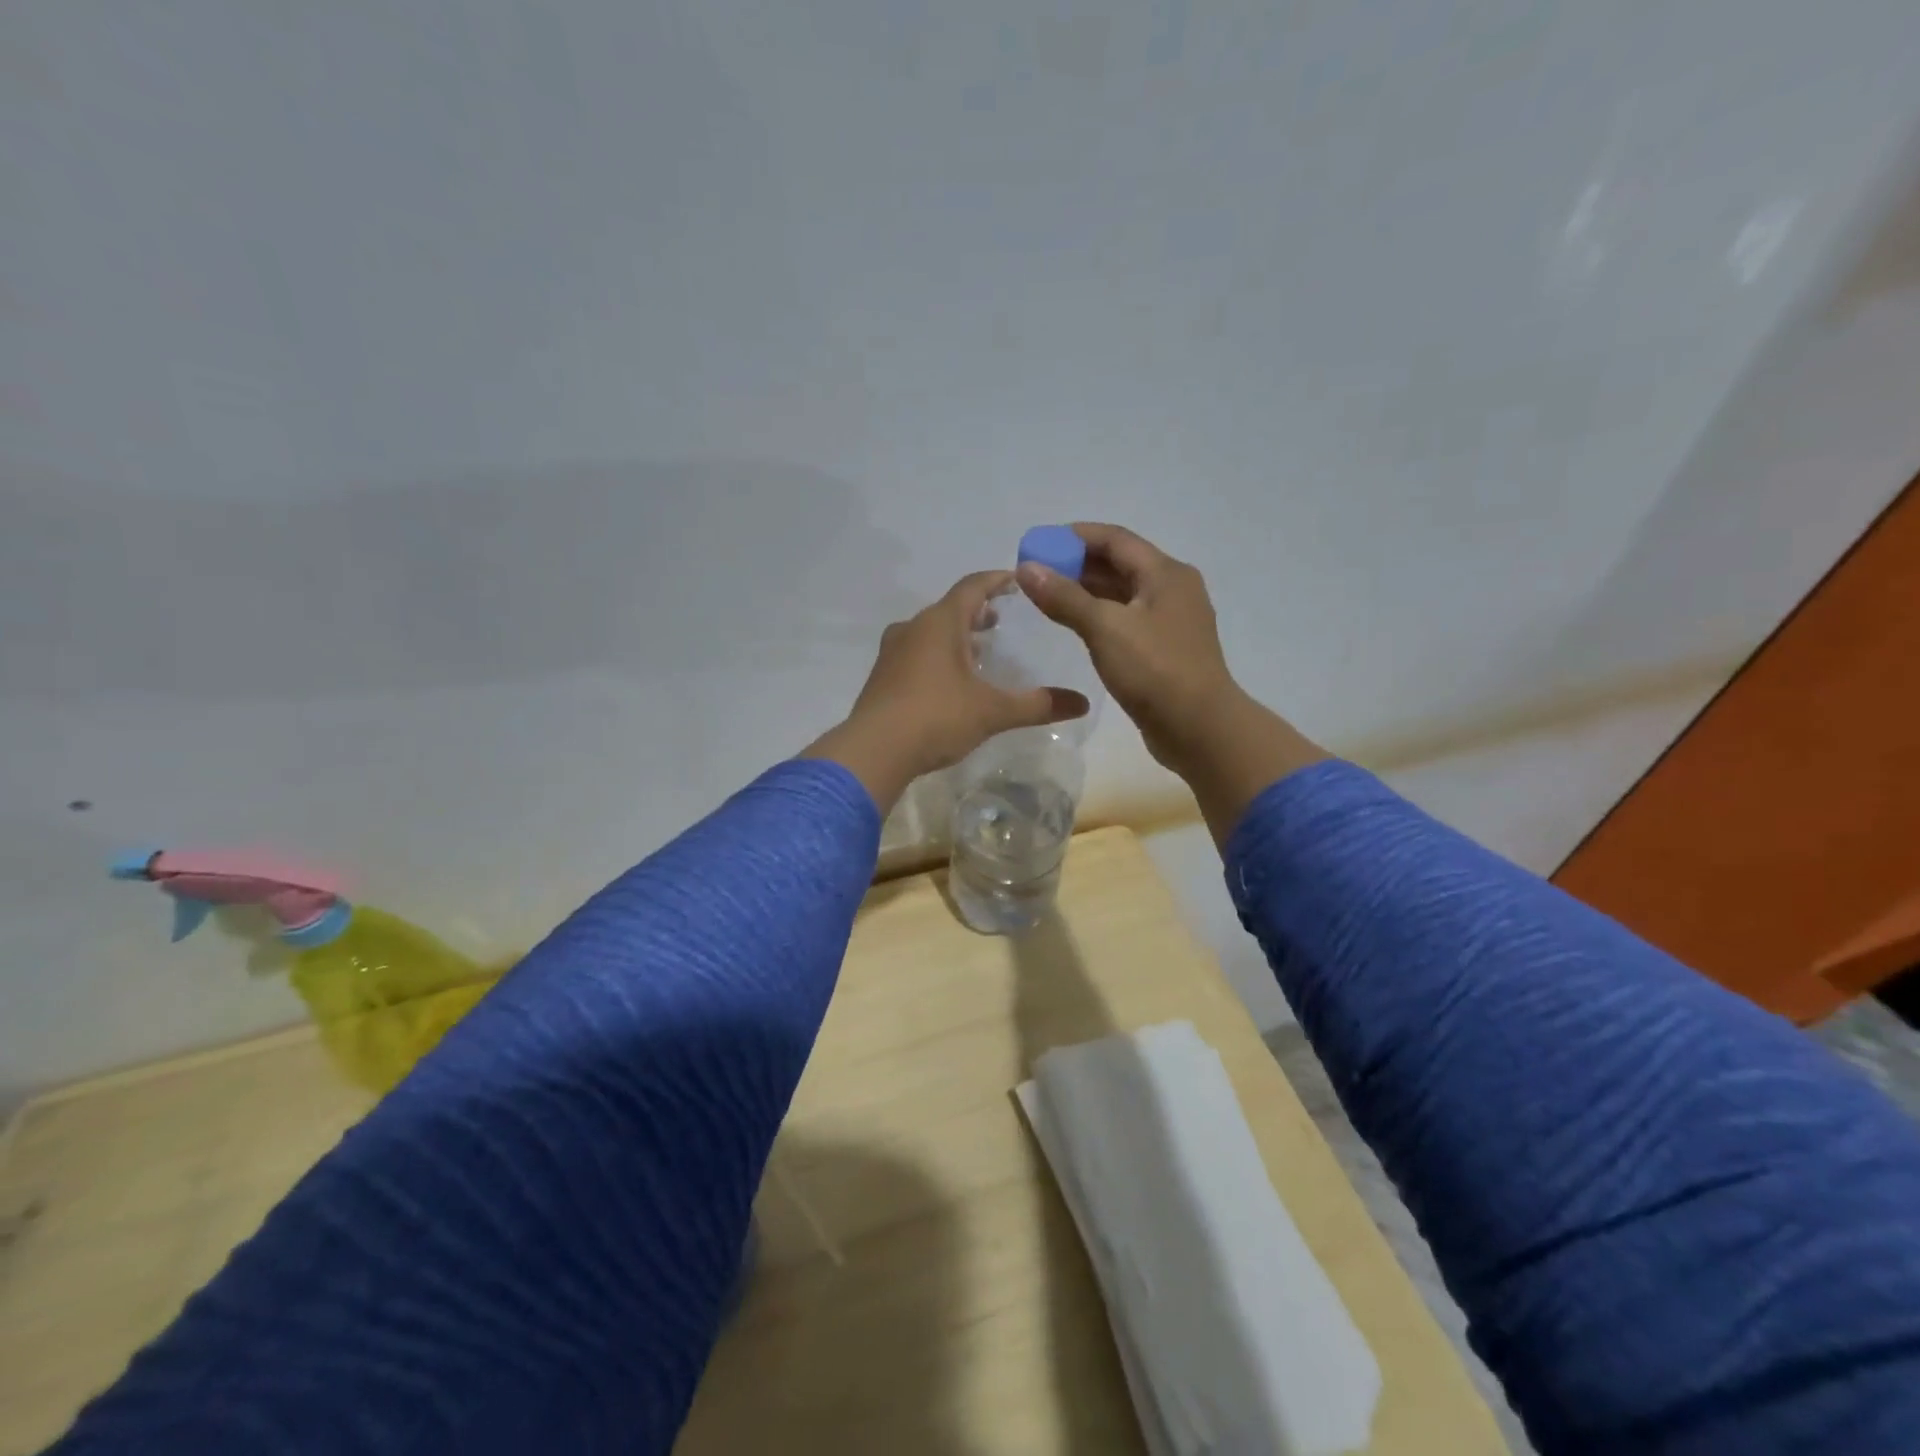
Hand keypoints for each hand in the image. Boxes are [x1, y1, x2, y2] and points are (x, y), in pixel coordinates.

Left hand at [803, 571, 1089, 812]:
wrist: (873, 751)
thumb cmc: (936, 718)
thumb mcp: (993, 711)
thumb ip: (1037, 705)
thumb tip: (1082, 703)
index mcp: (940, 623)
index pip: (973, 587)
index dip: (997, 580)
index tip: (1017, 580)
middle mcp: (913, 628)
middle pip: (949, 608)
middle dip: (977, 611)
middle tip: (1000, 620)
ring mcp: (892, 652)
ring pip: (930, 632)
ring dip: (955, 635)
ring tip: (979, 650)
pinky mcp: (882, 677)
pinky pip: (915, 653)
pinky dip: (937, 655)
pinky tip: (949, 681)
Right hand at [1015, 523, 1327, 842]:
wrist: (1199, 729)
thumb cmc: (1155, 671)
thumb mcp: (1105, 628)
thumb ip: (1064, 597)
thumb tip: (1027, 568)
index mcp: (1165, 573)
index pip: (1115, 539)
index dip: (1074, 536)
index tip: (1038, 543)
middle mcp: (1172, 589)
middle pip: (1119, 563)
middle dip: (1076, 563)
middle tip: (1035, 572)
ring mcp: (1170, 621)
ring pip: (1121, 593)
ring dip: (1086, 590)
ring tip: (1046, 596)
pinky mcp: (1163, 650)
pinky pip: (1125, 620)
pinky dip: (1098, 616)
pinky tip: (1073, 625)